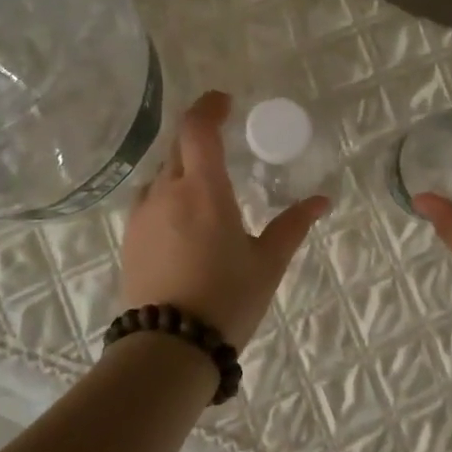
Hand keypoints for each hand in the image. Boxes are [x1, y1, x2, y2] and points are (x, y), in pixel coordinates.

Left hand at [119, 91, 328, 351]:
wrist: (168, 349)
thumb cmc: (226, 300)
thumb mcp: (268, 263)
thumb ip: (293, 225)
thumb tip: (322, 200)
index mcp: (204, 190)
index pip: (198, 128)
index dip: (209, 106)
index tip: (225, 102)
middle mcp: (167, 191)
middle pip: (178, 145)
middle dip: (199, 137)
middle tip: (222, 144)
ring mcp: (143, 214)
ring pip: (162, 173)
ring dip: (182, 167)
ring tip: (205, 188)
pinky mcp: (130, 237)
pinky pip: (149, 199)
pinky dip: (168, 194)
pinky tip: (183, 220)